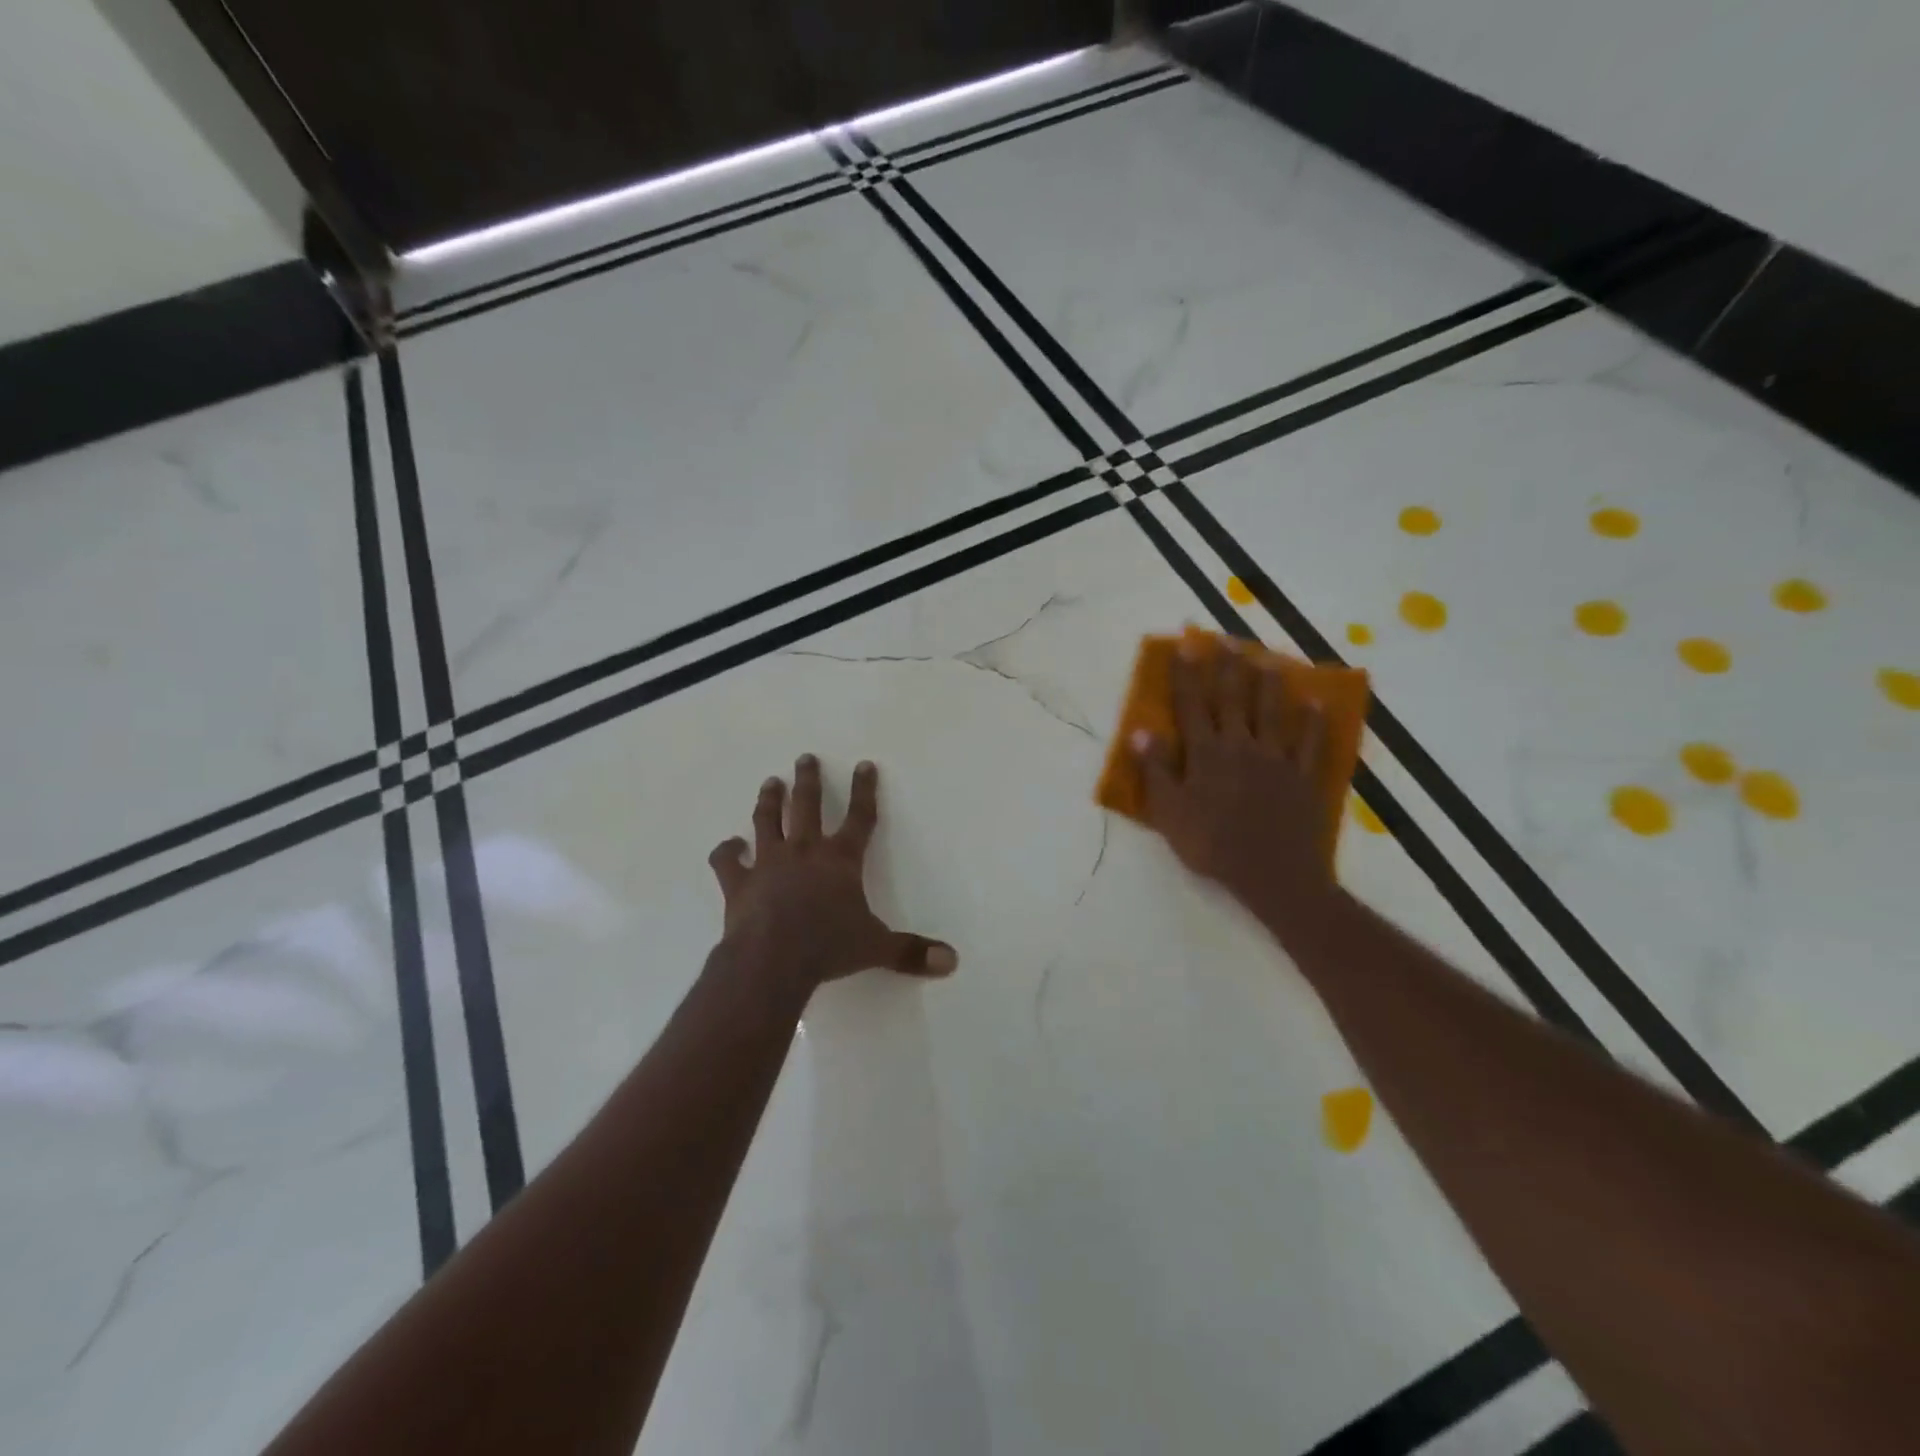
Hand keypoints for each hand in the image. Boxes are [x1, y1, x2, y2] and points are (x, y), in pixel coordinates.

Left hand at [709, 755, 957, 992]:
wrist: (772, 960)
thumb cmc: (828, 948)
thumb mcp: (876, 948)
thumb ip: (911, 951)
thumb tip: (951, 961)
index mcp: (840, 860)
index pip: (859, 817)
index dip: (864, 790)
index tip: (864, 765)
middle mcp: (804, 851)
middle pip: (807, 806)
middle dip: (808, 780)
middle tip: (805, 757)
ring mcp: (767, 863)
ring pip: (767, 821)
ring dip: (769, 801)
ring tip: (771, 783)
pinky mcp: (738, 882)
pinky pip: (727, 860)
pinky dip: (726, 851)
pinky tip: (729, 845)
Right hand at [1130, 640, 1336, 938]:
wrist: (1273, 875)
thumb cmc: (1212, 845)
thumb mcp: (1170, 813)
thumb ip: (1157, 770)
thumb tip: (1141, 731)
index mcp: (1206, 753)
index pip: (1192, 704)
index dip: (1188, 673)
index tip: (1186, 644)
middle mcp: (1241, 746)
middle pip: (1234, 698)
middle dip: (1228, 667)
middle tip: (1227, 639)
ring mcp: (1277, 759)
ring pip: (1273, 712)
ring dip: (1270, 683)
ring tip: (1270, 658)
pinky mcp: (1304, 776)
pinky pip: (1310, 742)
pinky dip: (1313, 721)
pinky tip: (1315, 702)